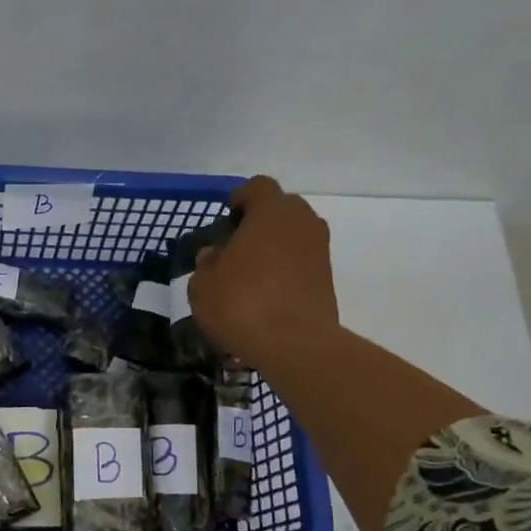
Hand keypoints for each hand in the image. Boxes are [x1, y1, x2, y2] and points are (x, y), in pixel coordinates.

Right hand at [187, 176, 339, 370]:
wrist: (295, 344)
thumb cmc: (241, 304)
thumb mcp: (202, 286)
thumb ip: (206, 264)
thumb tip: (214, 255)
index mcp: (270, 212)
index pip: (257, 187)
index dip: (240, 198)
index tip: (227, 217)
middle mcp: (301, 222)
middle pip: (281, 209)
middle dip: (260, 222)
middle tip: (236, 246)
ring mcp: (320, 250)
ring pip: (294, 236)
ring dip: (274, 247)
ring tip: (250, 274)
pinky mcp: (328, 277)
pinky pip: (302, 262)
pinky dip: (286, 270)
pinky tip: (266, 294)